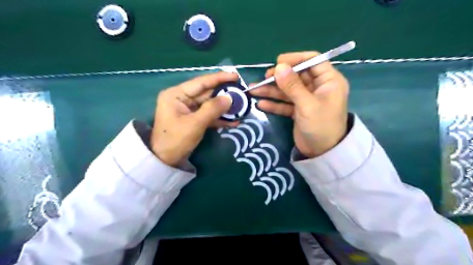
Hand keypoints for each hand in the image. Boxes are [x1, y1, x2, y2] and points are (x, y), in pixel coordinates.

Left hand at [152, 71, 240, 165]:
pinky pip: (208, 116)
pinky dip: (219, 119)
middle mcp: (182, 99)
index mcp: (176, 94)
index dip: (219, 78)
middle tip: (242, 94)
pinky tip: (233, 122)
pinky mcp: (193, 120)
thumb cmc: (175, 140)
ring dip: (224, 109)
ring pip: (210, 105)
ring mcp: (188, 110)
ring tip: (241, 109)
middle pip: (207, 93)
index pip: (201, 82)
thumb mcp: (195, 124)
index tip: (235, 76)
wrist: (165, 161)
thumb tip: (229, 98)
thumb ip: (212, 109)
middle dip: (224, 95)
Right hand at [249, 53, 348, 158]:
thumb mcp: (307, 105)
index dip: (295, 59)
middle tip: (264, 79)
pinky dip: (274, 104)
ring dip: (271, 91)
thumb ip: (292, 86)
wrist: (323, 153)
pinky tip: (261, 104)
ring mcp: (307, 99)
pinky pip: (285, 103)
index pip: (313, 60)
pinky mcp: (299, 110)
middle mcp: (318, 87)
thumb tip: (278, 66)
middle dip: (279, 77)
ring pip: (288, 90)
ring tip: (253, 90)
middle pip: (296, 75)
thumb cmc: (321, 126)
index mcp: (328, 81)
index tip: (278, 62)